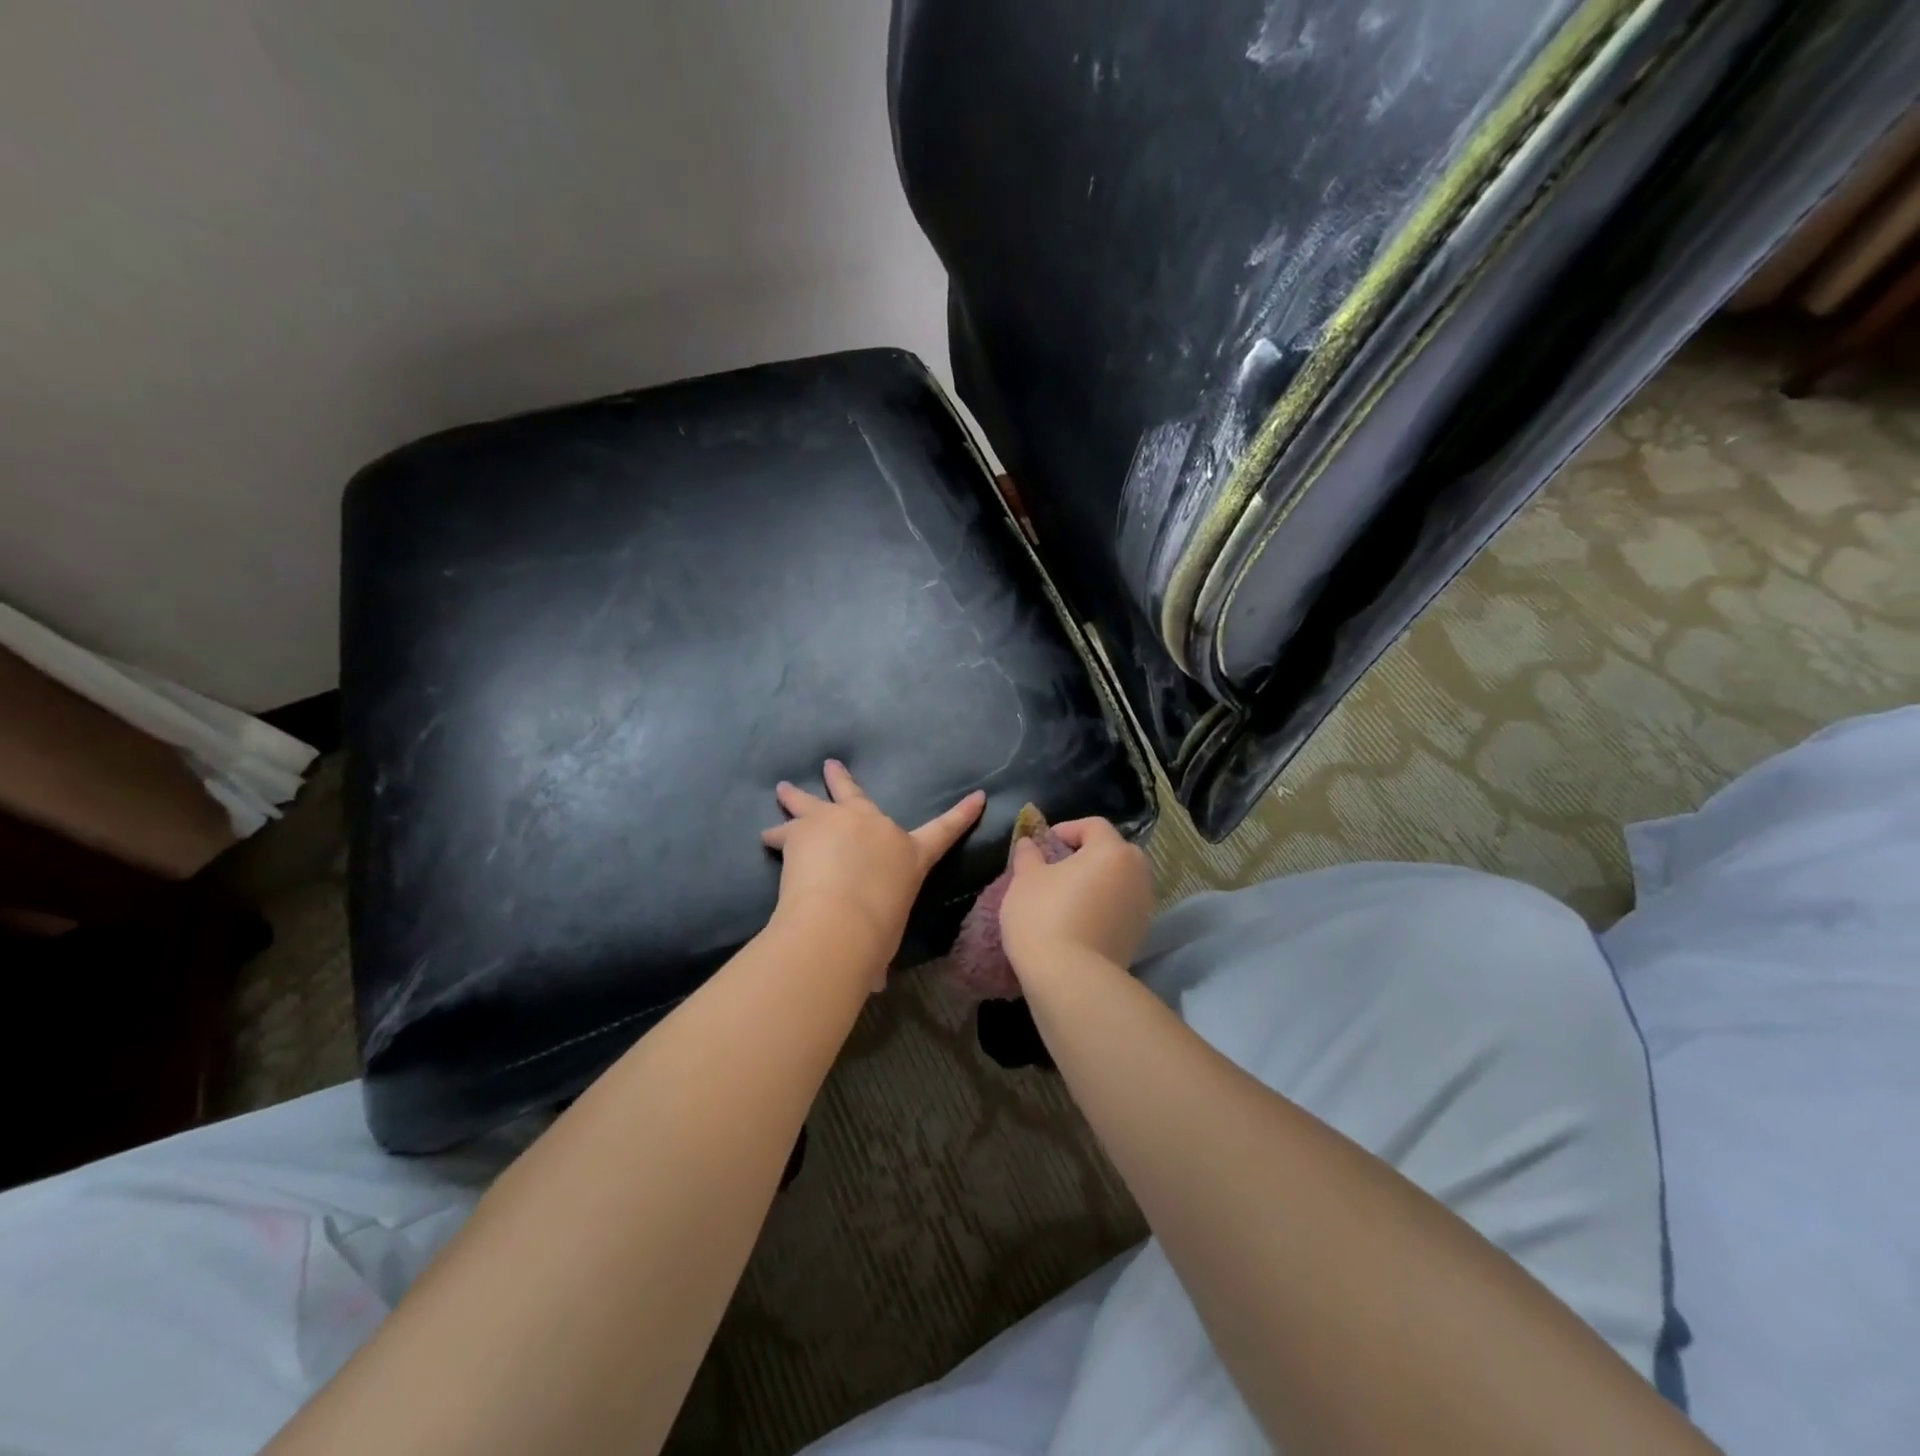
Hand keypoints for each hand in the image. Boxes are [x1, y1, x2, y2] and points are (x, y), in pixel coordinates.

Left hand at [762, 760, 984, 980]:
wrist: (841, 919)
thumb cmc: (876, 933)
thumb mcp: (885, 938)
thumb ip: (878, 952)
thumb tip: (874, 982)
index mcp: (909, 854)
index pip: (945, 831)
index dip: (964, 814)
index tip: (979, 796)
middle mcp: (876, 827)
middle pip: (858, 795)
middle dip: (842, 780)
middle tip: (831, 765)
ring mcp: (839, 820)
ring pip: (814, 801)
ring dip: (797, 796)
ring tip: (783, 788)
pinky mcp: (806, 828)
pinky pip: (786, 829)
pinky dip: (776, 835)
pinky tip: (766, 838)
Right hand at [999, 817, 1153, 978]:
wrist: (1070, 980)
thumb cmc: (1045, 916)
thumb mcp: (1026, 879)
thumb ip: (1029, 855)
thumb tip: (1031, 843)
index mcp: (1112, 851)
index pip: (1093, 825)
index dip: (1067, 829)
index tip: (1044, 844)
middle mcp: (1137, 874)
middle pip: (1113, 852)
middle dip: (1086, 854)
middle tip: (1056, 867)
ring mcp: (1142, 907)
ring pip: (1118, 881)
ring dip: (1096, 882)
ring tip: (1065, 896)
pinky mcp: (1139, 935)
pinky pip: (1119, 908)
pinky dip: (1102, 906)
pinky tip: (1076, 921)